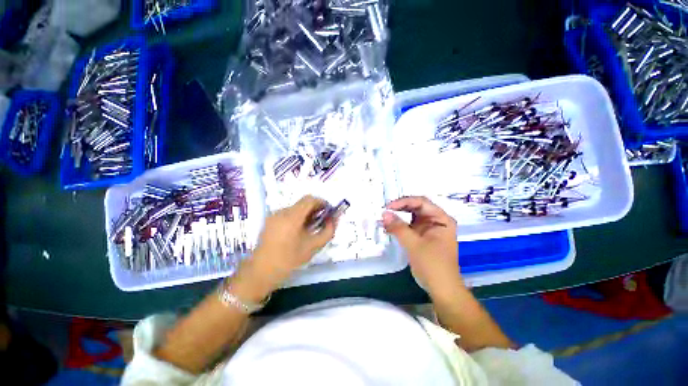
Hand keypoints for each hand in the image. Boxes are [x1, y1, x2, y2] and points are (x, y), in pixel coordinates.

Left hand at [251, 195, 336, 284]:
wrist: (261, 272)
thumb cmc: (289, 260)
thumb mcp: (313, 246)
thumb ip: (327, 231)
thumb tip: (334, 220)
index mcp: (292, 217)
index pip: (310, 199)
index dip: (322, 202)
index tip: (329, 211)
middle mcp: (282, 212)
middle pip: (303, 202)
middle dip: (315, 208)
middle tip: (323, 220)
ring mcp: (274, 215)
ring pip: (295, 207)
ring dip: (306, 213)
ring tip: (312, 226)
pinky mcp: (270, 221)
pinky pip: (287, 213)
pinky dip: (297, 217)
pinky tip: (299, 230)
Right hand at [382, 196, 461, 298]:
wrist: (442, 289)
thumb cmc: (432, 265)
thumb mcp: (414, 244)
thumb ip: (398, 227)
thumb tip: (384, 213)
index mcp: (441, 219)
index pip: (421, 202)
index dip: (404, 202)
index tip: (388, 207)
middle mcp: (436, 220)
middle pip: (416, 207)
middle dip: (400, 208)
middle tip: (384, 211)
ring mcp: (429, 228)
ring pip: (411, 216)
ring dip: (398, 216)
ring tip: (384, 218)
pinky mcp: (423, 236)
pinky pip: (409, 226)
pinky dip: (399, 226)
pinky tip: (389, 227)